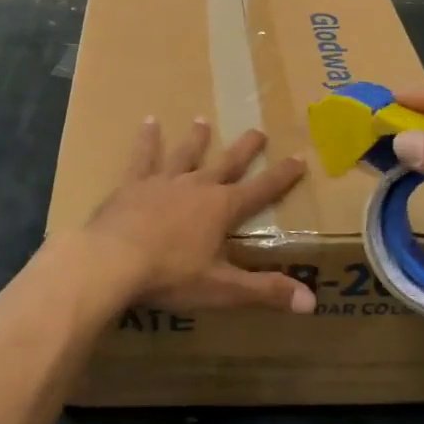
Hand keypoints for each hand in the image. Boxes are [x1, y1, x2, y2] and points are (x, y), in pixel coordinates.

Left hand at [72, 117, 312, 315]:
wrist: (112, 260)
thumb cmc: (170, 275)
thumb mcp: (222, 288)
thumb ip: (265, 291)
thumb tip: (312, 302)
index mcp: (221, 208)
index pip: (260, 190)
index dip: (282, 176)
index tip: (299, 158)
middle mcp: (196, 186)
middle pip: (226, 163)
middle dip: (245, 149)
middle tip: (259, 130)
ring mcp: (163, 182)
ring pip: (185, 154)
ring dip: (196, 139)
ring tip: (203, 120)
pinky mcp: (132, 185)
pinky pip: (143, 157)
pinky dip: (147, 140)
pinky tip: (149, 121)